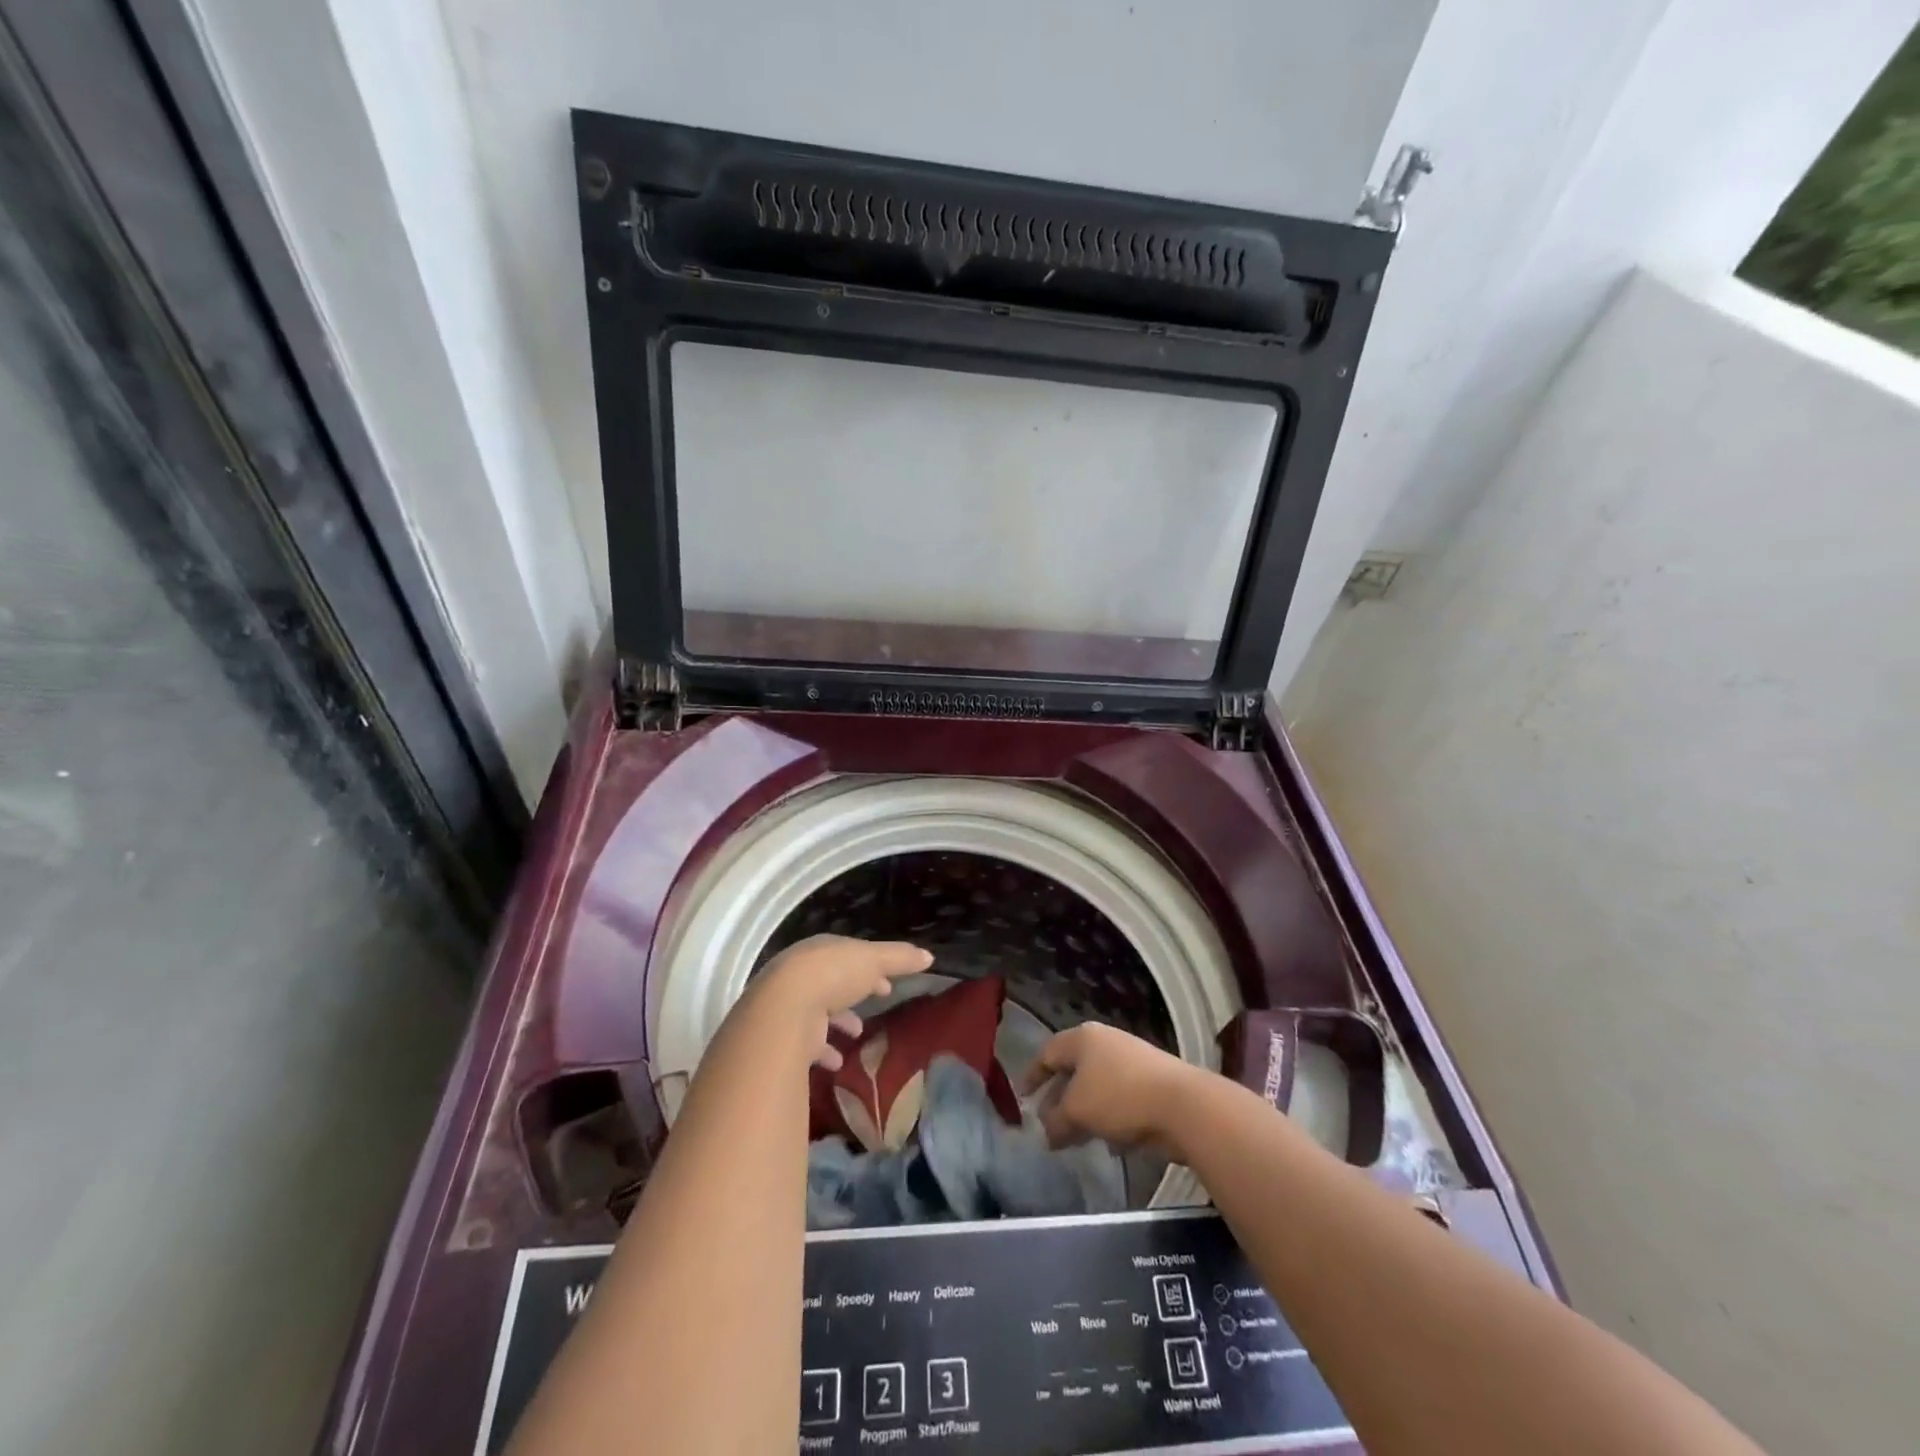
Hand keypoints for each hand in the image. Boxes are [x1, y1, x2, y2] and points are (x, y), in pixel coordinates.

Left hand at [744, 935, 931, 1071]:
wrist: (785, 1009)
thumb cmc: (833, 975)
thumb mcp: (874, 960)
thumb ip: (900, 959)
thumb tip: (928, 956)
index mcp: (821, 950)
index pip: (847, 954)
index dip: (870, 965)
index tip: (888, 981)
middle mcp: (802, 974)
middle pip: (832, 981)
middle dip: (854, 991)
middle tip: (878, 1000)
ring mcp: (790, 1004)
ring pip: (818, 1011)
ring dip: (839, 1022)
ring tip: (859, 1034)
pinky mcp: (784, 1035)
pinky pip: (807, 1043)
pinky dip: (824, 1051)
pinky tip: (838, 1062)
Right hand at [1021, 1022, 1202, 1154]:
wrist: (1182, 1104)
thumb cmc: (1119, 1096)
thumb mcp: (1077, 1111)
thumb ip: (1056, 1121)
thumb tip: (1047, 1132)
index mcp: (1083, 1039)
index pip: (1048, 1053)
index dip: (1032, 1075)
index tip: (1022, 1097)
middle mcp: (1105, 1044)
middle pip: (1072, 1071)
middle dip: (1058, 1099)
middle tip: (1047, 1124)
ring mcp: (1130, 1062)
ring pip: (1096, 1088)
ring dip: (1083, 1113)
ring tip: (1074, 1140)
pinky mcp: (1151, 1084)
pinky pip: (1119, 1101)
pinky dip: (1109, 1120)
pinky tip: (1109, 1145)